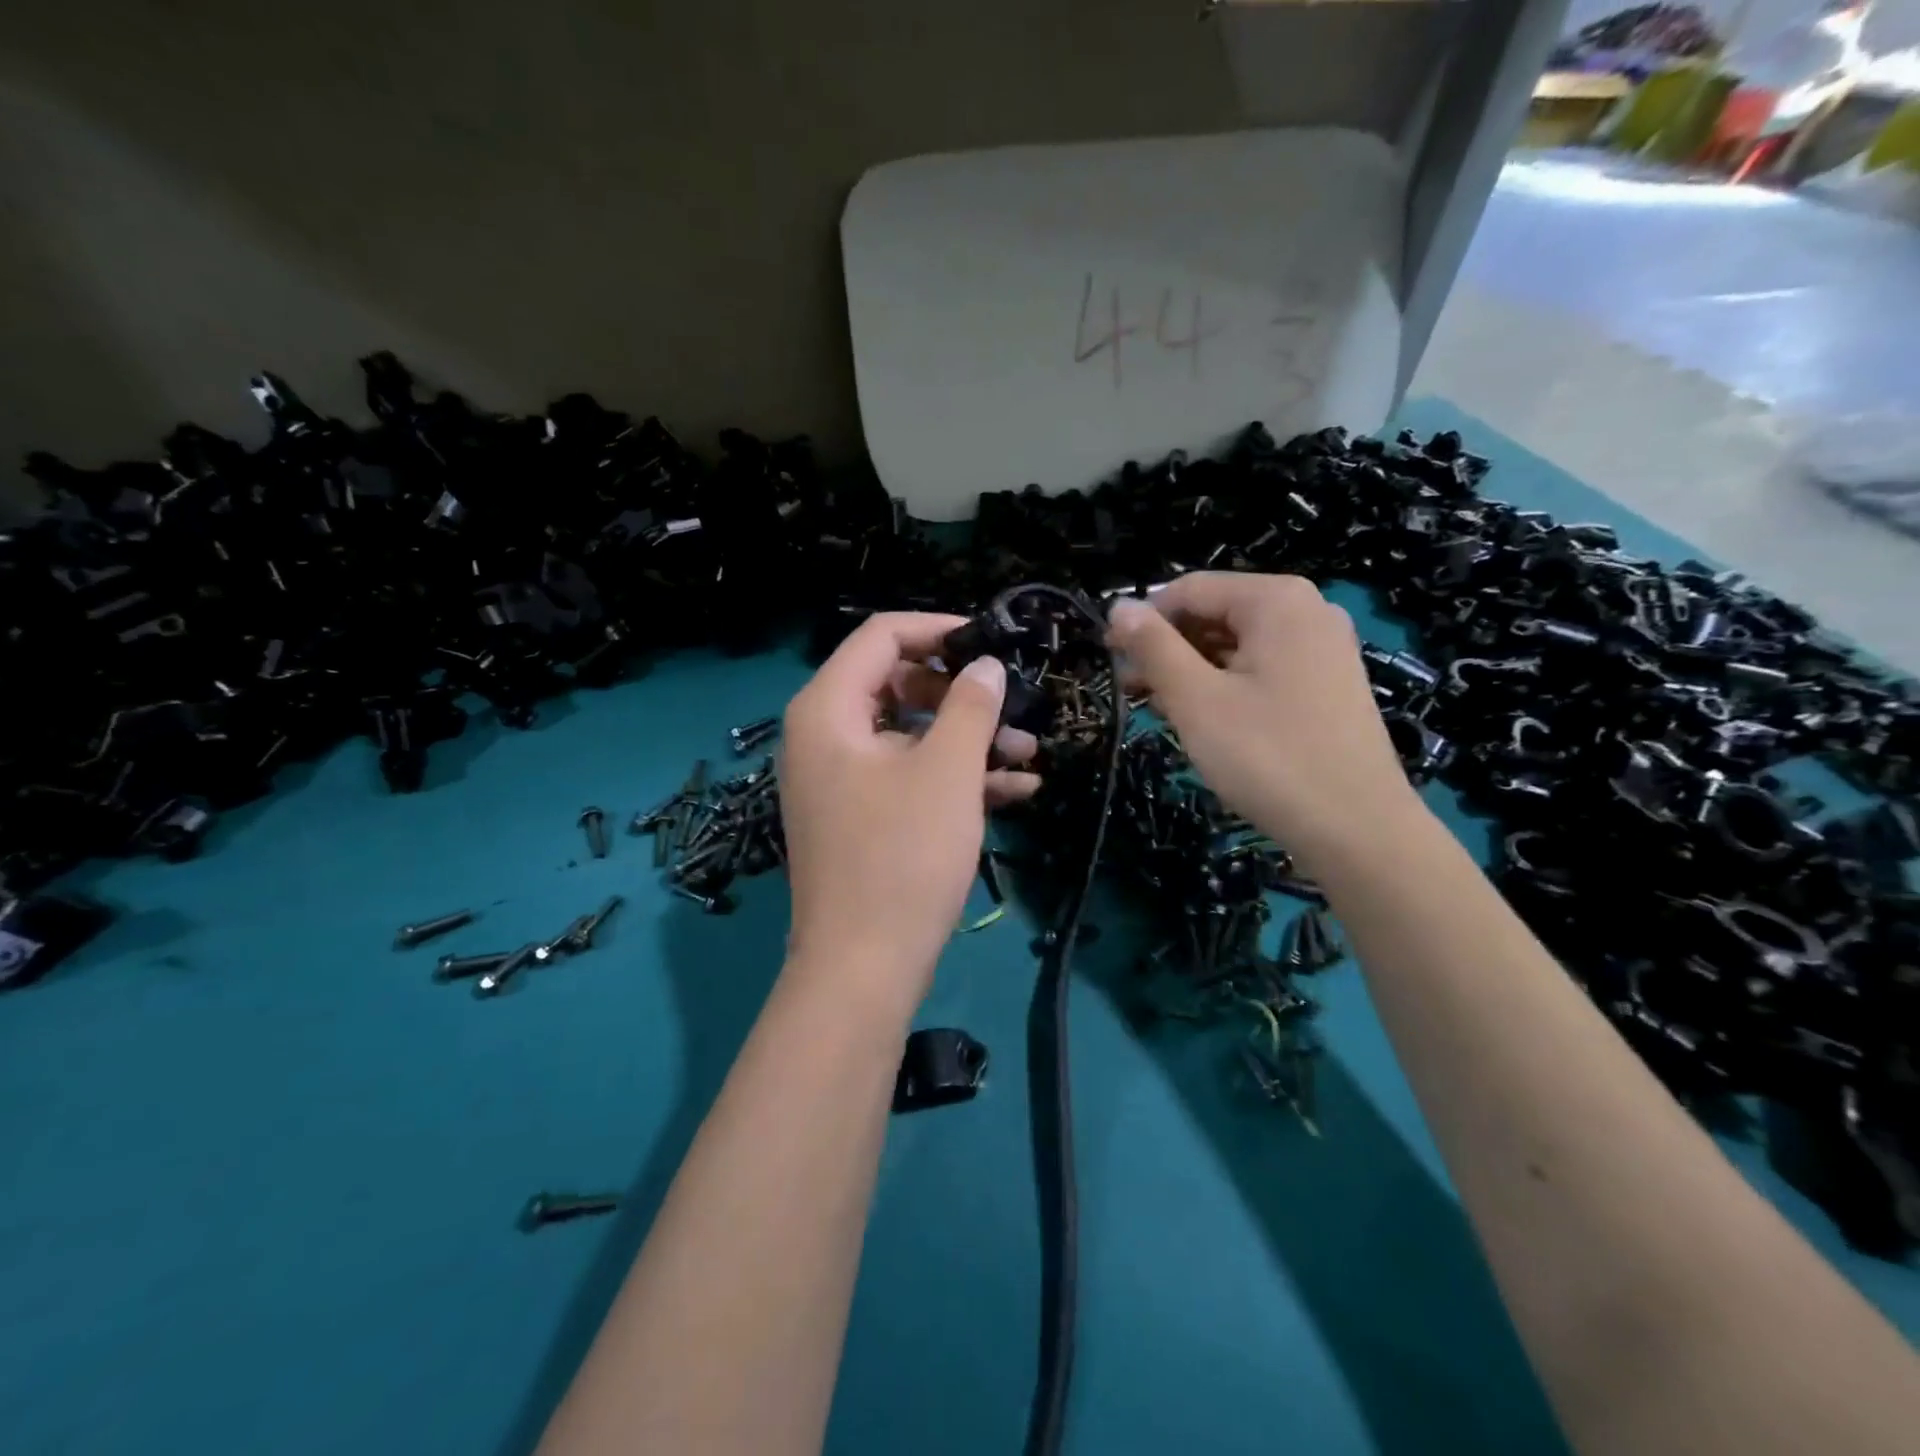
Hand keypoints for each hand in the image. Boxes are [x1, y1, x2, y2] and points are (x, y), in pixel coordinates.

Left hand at [779, 613, 1040, 1009]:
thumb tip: (986, 667)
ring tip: (1028, 754)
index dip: (938, 631)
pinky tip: (1016, 790)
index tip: (991, 644)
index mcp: (828, 710)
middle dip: (962, 696)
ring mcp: (840, 780)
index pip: (880, 636)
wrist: (863, 968)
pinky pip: (906, 777)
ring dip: (967, 740)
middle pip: (896, 684)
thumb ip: (970, 706)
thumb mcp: (946, 772)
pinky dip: (952, 778)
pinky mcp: (859, 817)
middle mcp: (824, 736)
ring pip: (908, 735)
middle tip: (1012, 708)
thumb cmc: (902, 856)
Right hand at [1106, 574, 1417, 868]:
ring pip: (1236, 644)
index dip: (1143, 619)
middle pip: (1215, 613)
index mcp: (1277, 601)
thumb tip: (1118, 607)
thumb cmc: (1268, 757)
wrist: (1357, 829)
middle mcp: (1307, 611)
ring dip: (1191, 670)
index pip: (1190, 590)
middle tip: (1130, 690)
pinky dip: (1224, 685)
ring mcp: (1322, 649)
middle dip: (1167, 648)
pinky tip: (1201, 718)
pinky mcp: (1327, 684)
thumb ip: (1153, 647)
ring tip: (1158, 709)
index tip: (1110, 657)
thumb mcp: (1196, 699)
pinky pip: (1261, 668)